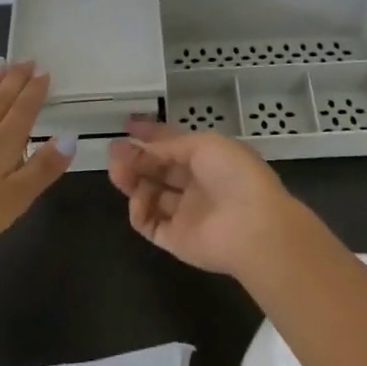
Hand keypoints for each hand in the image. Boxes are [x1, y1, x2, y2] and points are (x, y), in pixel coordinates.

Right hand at [107, 119, 305, 276]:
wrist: (252, 226)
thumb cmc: (233, 175)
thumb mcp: (203, 144)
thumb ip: (169, 144)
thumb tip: (143, 146)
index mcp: (209, 159)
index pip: (174, 145)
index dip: (151, 135)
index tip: (127, 126)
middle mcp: (197, 185)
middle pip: (159, 169)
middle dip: (136, 157)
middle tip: (114, 150)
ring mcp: (185, 213)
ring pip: (150, 194)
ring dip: (132, 181)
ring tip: (117, 171)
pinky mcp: (175, 239)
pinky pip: (149, 222)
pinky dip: (139, 210)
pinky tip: (138, 199)